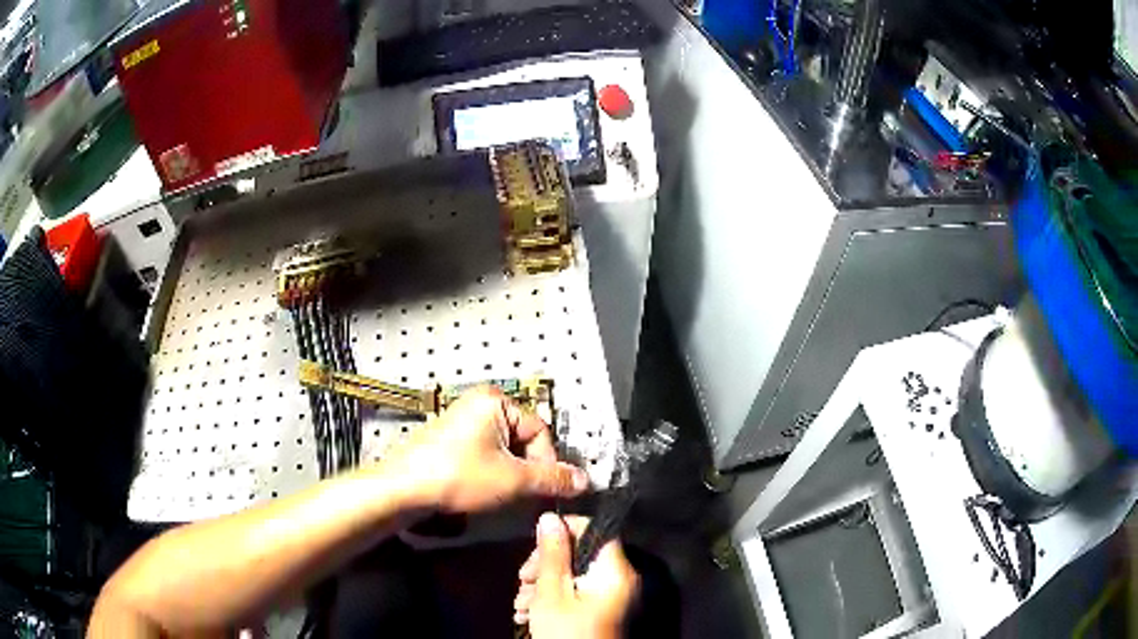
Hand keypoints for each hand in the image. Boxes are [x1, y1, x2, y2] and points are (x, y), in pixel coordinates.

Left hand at [383, 387, 588, 513]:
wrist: (403, 490)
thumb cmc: (459, 477)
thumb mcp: (513, 480)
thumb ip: (552, 479)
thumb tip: (586, 480)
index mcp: (495, 401)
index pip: (540, 431)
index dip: (547, 464)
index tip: (544, 491)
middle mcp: (478, 403)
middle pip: (522, 439)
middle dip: (527, 470)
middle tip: (524, 496)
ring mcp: (460, 420)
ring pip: (503, 450)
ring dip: (510, 474)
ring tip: (501, 496)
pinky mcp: (447, 439)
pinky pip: (482, 453)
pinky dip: (490, 472)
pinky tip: (481, 490)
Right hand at [514, 513, 638, 638]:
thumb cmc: (566, 632)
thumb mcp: (552, 594)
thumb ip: (552, 555)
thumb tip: (550, 518)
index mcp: (614, 571)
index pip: (598, 530)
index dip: (567, 529)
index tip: (537, 542)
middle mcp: (618, 579)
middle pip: (582, 553)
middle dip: (546, 564)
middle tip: (522, 580)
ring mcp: (610, 596)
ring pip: (574, 575)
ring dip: (543, 584)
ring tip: (521, 604)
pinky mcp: (600, 610)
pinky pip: (578, 593)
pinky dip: (553, 598)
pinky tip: (529, 612)